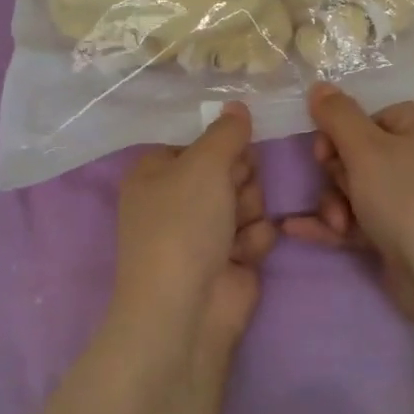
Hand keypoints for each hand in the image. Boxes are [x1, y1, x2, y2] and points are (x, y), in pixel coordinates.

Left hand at [107, 103, 274, 371]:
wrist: (186, 309)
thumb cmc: (183, 224)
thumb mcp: (204, 165)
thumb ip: (227, 132)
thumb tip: (236, 104)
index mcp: (156, 172)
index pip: (199, 142)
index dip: (222, 145)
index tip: (236, 147)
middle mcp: (178, 199)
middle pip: (229, 168)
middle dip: (240, 179)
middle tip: (232, 193)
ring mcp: (204, 231)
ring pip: (249, 198)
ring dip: (249, 210)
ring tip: (236, 230)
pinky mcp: (230, 258)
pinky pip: (257, 231)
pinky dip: (254, 240)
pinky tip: (242, 256)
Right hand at [281, 84, 413, 330]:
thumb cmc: (407, 199)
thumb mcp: (366, 149)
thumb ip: (338, 115)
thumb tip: (319, 85)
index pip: (368, 117)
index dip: (339, 134)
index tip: (324, 154)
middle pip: (357, 154)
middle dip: (336, 176)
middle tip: (339, 194)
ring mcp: (410, 200)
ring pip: (354, 190)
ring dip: (334, 204)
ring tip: (336, 224)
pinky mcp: (399, 235)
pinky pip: (358, 220)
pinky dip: (332, 224)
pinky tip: (295, 230)